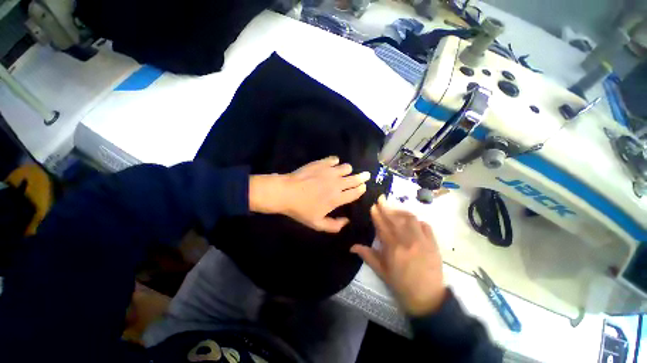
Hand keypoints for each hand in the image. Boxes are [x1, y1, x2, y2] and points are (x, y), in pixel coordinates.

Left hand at [249, 156, 370, 232]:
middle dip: (362, 177)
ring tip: (345, 172)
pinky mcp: (321, 163)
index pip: (356, 192)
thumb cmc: (301, 209)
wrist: (285, 193)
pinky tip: (332, 165)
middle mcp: (337, 183)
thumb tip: (347, 221)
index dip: (361, 189)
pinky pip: (334, 159)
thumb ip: (334, 226)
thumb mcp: (317, 224)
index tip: (363, 187)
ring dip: (348, 170)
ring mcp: (329, 171)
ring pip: (347, 167)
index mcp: (337, 198)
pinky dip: (335, 162)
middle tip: (366, 175)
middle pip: (355, 178)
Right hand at [351, 195, 445, 315]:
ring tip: (394, 209)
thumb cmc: (400, 284)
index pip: (382, 226)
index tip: (373, 205)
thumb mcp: (381, 271)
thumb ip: (367, 255)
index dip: (377, 214)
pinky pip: (425, 226)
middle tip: (381, 198)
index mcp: (393, 248)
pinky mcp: (433, 243)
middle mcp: (407, 241)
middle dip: (386, 207)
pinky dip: (417, 220)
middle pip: (395, 219)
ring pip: (410, 219)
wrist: (427, 298)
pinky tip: (411, 221)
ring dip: (400, 211)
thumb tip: (352, 246)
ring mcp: (422, 241)